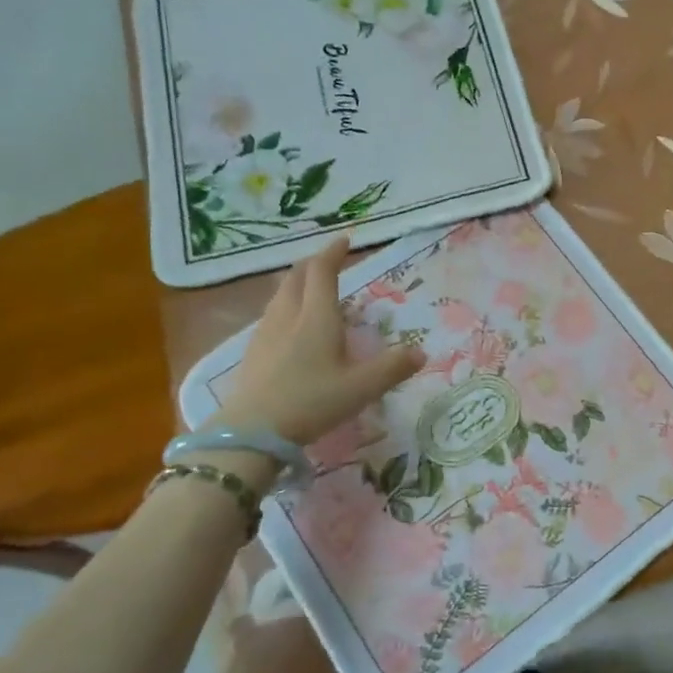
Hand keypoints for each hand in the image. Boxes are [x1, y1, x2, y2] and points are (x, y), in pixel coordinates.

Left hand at [210, 236, 424, 448]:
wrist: (251, 432)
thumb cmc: (311, 402)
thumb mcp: (361, 388)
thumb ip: (392, 368)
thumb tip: (421, 352)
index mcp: (317, 317)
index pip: (322, 272)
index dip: (333, 253)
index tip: (345, 240)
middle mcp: (289, 316)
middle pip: (296, 278)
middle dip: (313, 264)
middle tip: (328, 262)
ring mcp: (265, 334)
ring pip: (280, 296)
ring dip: (297, 284)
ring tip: (311, 290)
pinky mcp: (252, 353)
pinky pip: (271, 316)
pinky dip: (286, 307)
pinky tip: (291, 327)